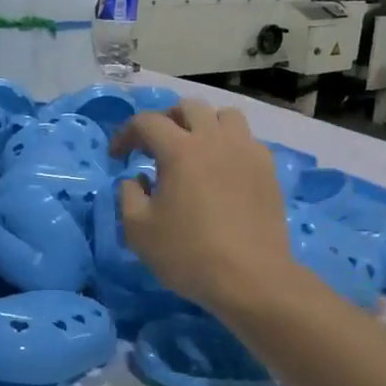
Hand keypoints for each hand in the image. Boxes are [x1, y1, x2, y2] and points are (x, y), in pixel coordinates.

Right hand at [113, 100, 300, 315]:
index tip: (117, 156)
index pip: (147, 122)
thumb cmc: (188, 254)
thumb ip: (128, 195)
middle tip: (155, 145)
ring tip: (194, 150)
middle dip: (166, 120)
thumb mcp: (138, 230)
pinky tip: (223, 171)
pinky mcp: (268, 170)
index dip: (126, 134)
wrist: (250, 278)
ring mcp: (247, 152)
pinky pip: (247, 141)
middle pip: (189, 108)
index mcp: (180, 150)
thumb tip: (136, 178)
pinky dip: (229, 145)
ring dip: (204, 125)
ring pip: (225, 117)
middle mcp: (215, 140)